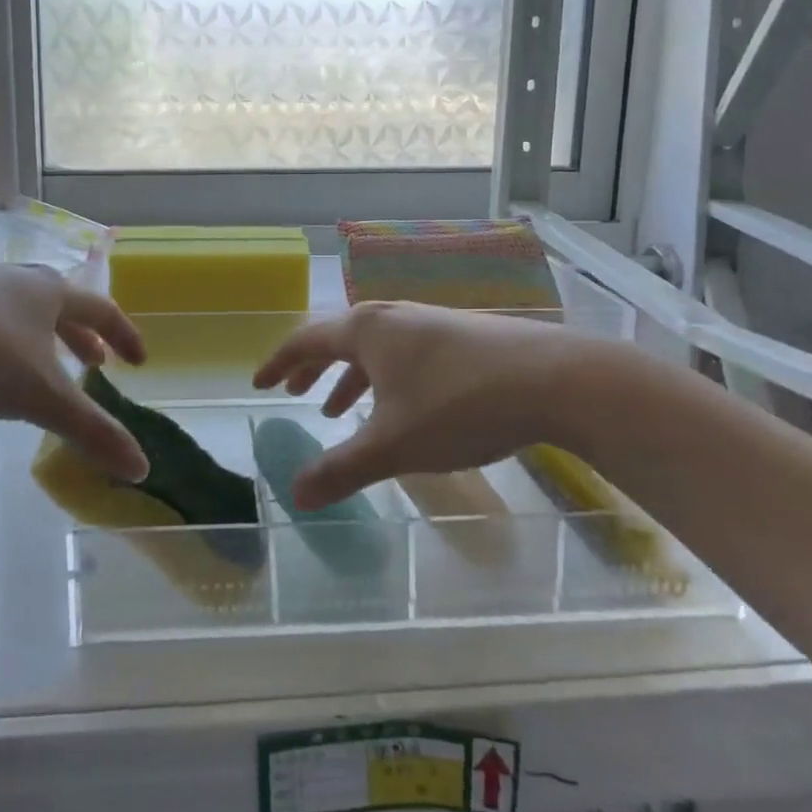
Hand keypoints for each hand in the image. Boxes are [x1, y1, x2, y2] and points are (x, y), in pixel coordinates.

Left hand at [0, 265, 148, 481]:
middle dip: (82, 336)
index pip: (102, 311)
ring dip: (42, 337)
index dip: (124, 336)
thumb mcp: (39, 395)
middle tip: (94, 363)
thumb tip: (142, 468)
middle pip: (63, 305)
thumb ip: (91, 430)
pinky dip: (5, 339)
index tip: (138, 361)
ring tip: (41, 365)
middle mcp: (18, 281)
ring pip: (23, 309)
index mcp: (50, 293)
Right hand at [253, 301, 599, 508]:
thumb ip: (341, 470)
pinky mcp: (460, 336)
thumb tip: (294, 495)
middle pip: (338, 339)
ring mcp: (429, 322)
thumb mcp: (393, 445)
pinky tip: (402, 409)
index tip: (259, 383)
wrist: (552, 378)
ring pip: (374, 349)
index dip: (278, 363)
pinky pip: (404, 355)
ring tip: (339, 412)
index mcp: (365, 330)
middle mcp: (392, 316)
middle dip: (313, 369)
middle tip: (293, 393)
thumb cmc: (459, 405)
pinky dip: (385, 380)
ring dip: (350, 378)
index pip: (306, 340)